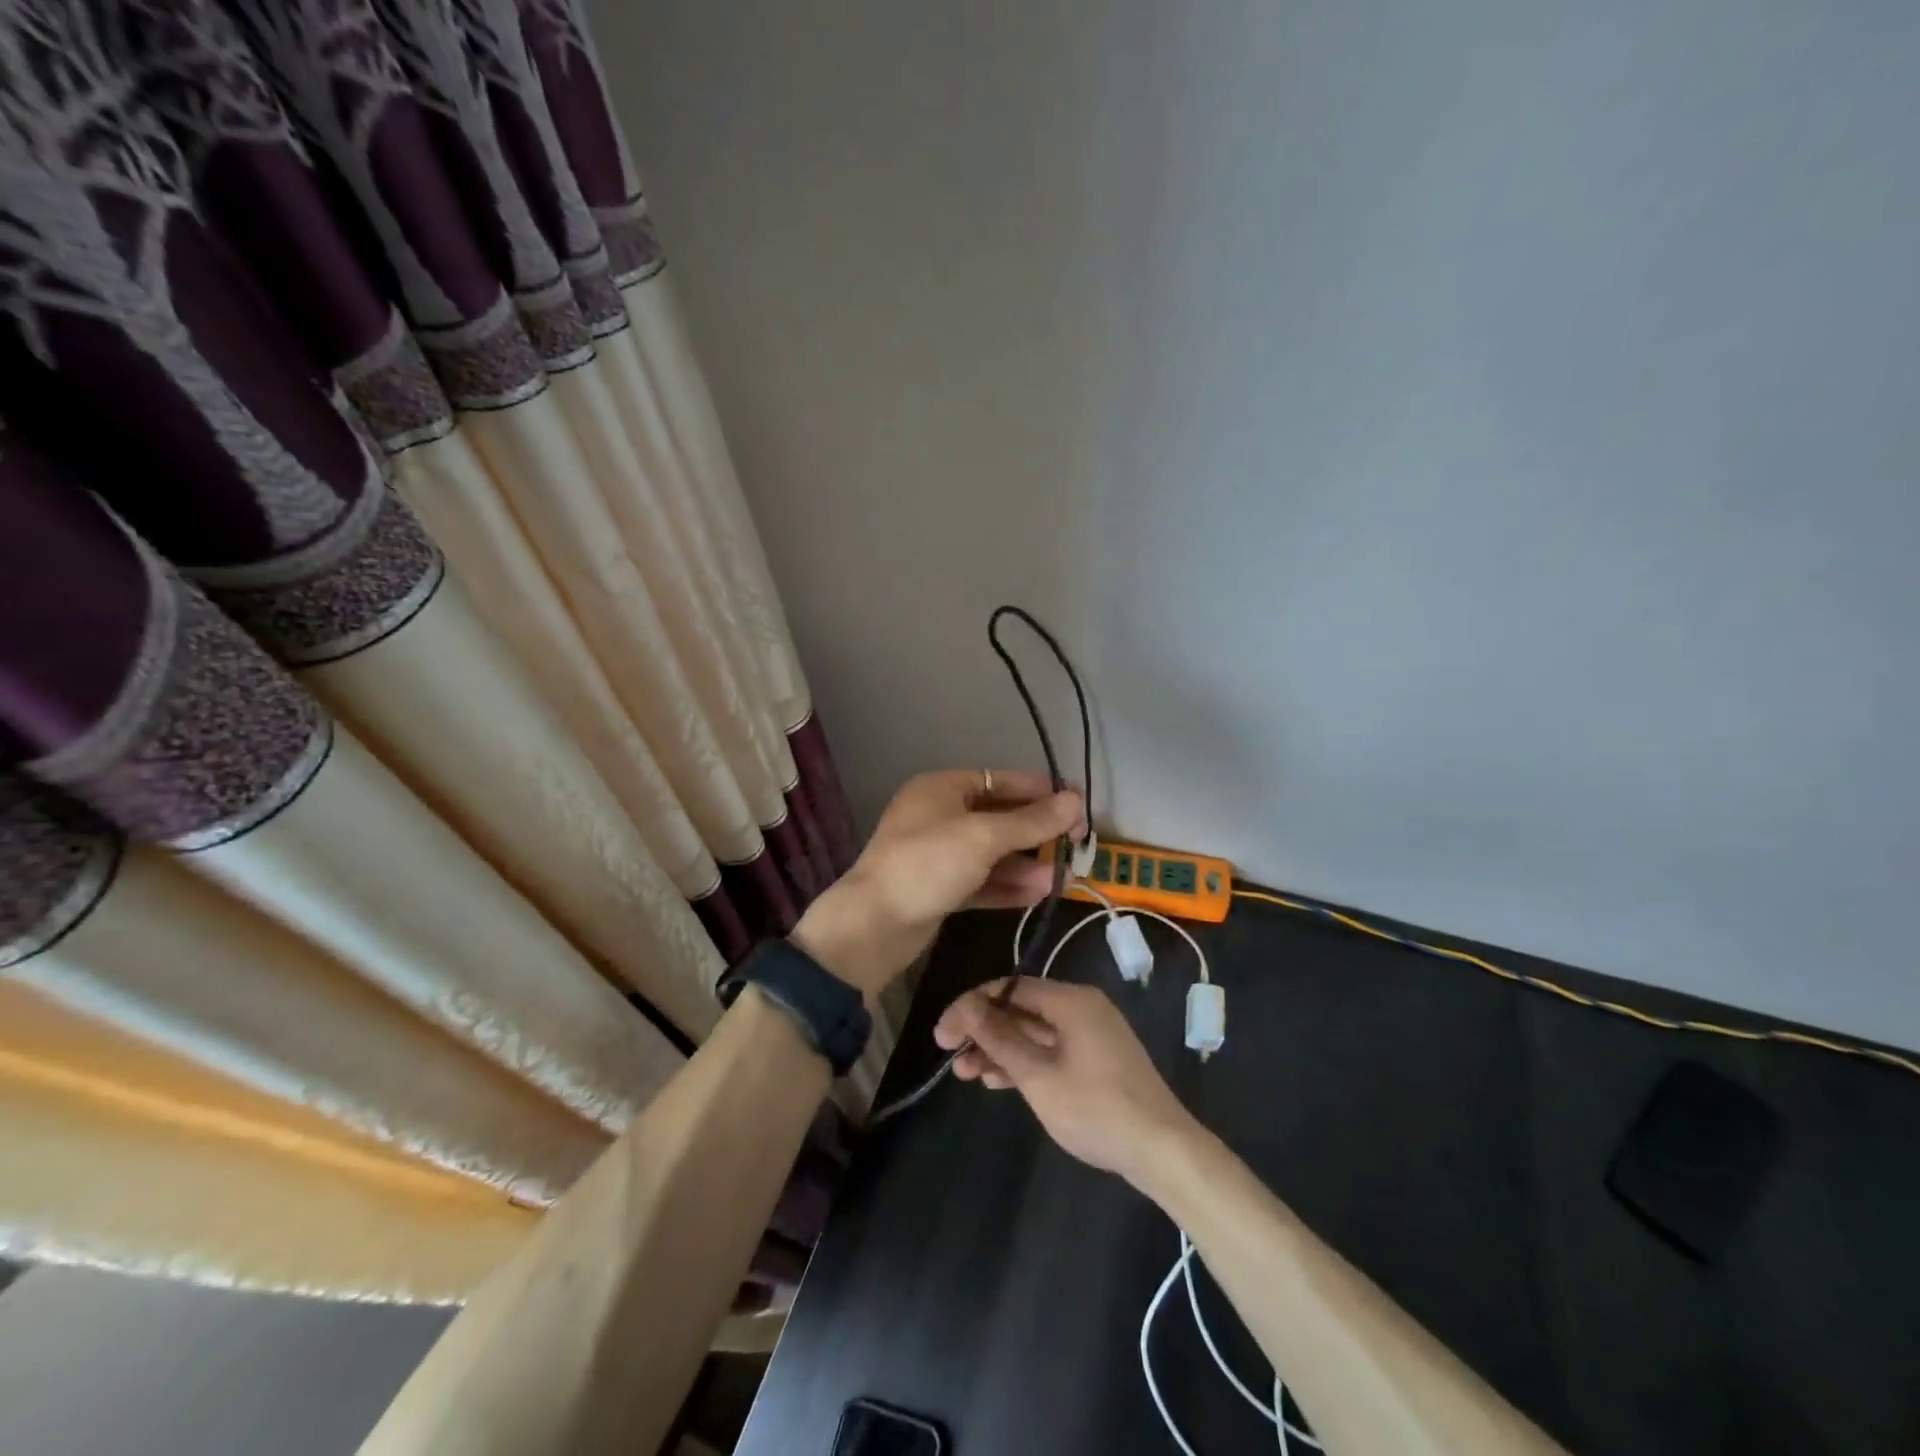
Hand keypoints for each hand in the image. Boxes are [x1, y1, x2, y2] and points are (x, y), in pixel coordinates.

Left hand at [791, 770, 1083, 998]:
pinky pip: (981, 881)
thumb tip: (1076, 801)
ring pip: (992, 853)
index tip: (1077, 807)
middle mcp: (940, 816)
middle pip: (999, 817)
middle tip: (1075, 846)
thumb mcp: (983, 837)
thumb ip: (1031, 821)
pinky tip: (1038, 894)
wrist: (872, 926)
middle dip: (1036, 832)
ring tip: (1062, 877)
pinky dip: (1007, 886)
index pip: (1001, 780)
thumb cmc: (927, 865)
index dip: (1040, 792)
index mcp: (942, 788)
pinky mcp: (939, 889)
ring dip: (1026, 863)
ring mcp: (938, 854)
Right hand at [933, 978, 1196, 1184]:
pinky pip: (1050, 1049)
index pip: (1010, 988)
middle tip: (950, 1054)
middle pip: (1021, 1009)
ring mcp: (1091, 1034)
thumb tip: (965, 1005)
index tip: (943, 1033)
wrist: (1161, 1149)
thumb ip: (999, 1037)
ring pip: (1033, 1032)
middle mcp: (1082, 1008)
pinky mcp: (1096, 1060)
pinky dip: (1024, 1061)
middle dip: (984, 1031)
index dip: (972, 1006)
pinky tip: (997, 1080)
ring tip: (966, 1074)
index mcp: (1071, 1000)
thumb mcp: (1038, 1075)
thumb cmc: (1095, 1108)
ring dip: (1000, 1050)